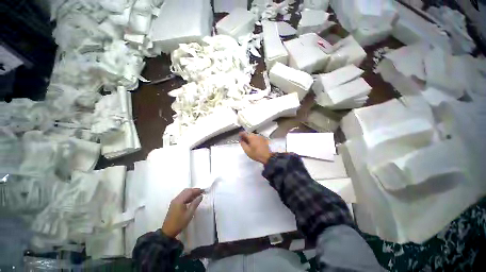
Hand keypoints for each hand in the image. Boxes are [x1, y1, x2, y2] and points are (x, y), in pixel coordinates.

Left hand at [161, 188, 203, 237]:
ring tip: (198, 195)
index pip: (189, 192)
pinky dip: (188, 196)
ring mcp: (174, 201)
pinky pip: (182, 197)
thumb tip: (200, 196)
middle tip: (201, 192)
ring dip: (191, 193)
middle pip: (186, 191)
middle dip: (194, 190)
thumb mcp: (189, 214)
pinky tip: (192, 200)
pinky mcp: (174, 204)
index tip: (204, 191)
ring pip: (184, 193)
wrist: (168, 232)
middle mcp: (176, 199)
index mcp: (179, 200)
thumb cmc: (179, 223)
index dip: (197, 190)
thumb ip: (195, 203)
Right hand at [239, 132, 272, 163]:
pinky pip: (257, 137)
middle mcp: (256, 135)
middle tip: (242, 139)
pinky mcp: (264, 139)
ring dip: (250, 137)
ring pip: (253, 135)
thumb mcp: (247, 150)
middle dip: (245, 135)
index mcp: (251, 137)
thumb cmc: (256, 154)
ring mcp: (261, 137)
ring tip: (247, 141)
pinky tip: (253, 143)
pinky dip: (254, 138)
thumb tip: (241, 140)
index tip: (238, 136)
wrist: (267, 157)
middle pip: (249, 133)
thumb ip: (243, 144)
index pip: (244, 133)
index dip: (241, 134)